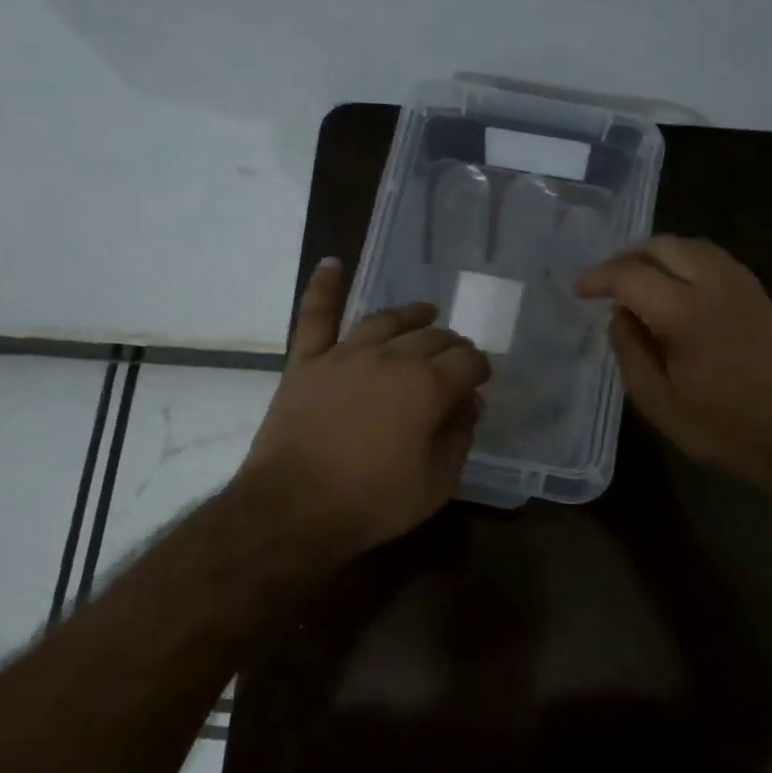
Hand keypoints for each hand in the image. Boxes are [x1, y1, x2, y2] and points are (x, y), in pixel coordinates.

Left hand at [239, 258, 491, 557]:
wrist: (291, 509)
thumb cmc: (370, 502)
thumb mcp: (436, 484)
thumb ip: (459, 437)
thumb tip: (469, 403)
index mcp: (427, 387)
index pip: (467, 361)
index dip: (479, 368)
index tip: (480, 381)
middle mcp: (390, 358)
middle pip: (431, 337)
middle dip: (451, 345)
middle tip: (456, 358)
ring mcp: (344, 355)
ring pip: (385, 320)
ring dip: (411, 315)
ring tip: (425, 312)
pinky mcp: (306, 362)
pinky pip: (316, 316)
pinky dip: (324, 287)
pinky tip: (332, 263)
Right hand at [575, 235, 771, 487]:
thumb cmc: (721, 427)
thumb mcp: (657, 400)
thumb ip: (629, 350)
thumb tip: (619, 316)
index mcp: (684, 312)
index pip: (629, 275)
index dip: (598, 278)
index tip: (579, 291)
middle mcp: (714, 284)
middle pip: (661, 246)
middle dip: (625, 258)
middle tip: (605, 283)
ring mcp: (741, 284)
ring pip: (689, 246)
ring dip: (656, 255)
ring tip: (636, 280)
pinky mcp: (758, 293)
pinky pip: (712, 258)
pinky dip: (684, 261)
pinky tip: (674, 286)